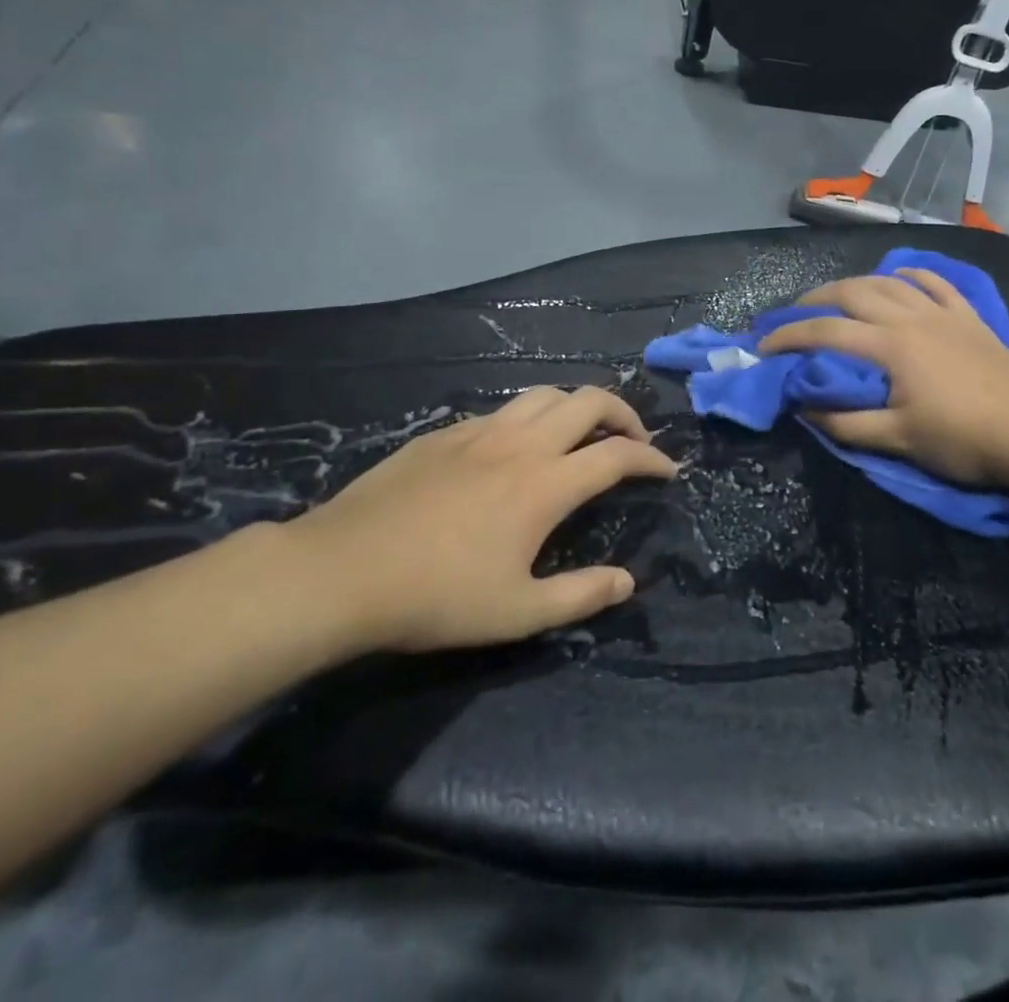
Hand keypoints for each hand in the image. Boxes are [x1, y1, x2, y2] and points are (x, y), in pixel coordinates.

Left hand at [286, 387, 675, 655]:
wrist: (341, 571)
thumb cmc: (436, 598)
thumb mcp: (517, 613)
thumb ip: (580, 596)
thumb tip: (626, 582)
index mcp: (545, 484)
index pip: (617, 455)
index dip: (651, 458)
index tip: (667, 470)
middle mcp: (520, 444)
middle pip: (588, 401)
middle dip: (624, 414)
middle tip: (633, 440)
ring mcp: (479, 432)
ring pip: (544, 394)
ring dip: (576, 406)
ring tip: (581, 434)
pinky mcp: (444, 433)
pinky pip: (502, 411)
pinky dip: (529, 419)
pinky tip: (515, 449)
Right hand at [757, 269, 1008, 490]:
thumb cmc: (963, 440)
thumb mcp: (898, 440)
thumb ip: (846, 423)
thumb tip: (804, 408)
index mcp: (891, 347)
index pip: (826, 333)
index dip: (789, 336)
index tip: (763, 345)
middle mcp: (912, 318)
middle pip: (854, 293)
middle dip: (816, 299)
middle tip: (794, 313)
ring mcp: (943, 313)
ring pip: (891, 282)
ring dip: (857, 283)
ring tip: (837, 295)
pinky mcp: (969, 317)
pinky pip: (936, 283)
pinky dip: (911, 275)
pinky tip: (900, 276)